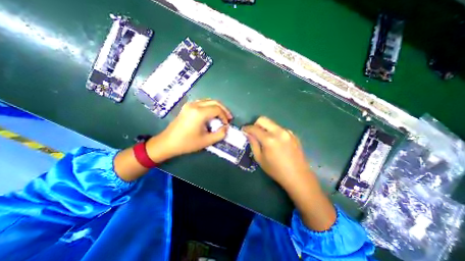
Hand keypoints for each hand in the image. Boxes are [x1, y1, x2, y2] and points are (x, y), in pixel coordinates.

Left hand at [146, 99, 231, 161]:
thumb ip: (220, 134)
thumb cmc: (187, 143)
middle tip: (228, 118)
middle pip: (214, 102)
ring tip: (221, 116)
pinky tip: (212, 114)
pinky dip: (210, 107)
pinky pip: (202, 102)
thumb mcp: (206, 141)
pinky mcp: (187, 107)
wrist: (167, 143)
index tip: (226, 125)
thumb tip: (226, 127)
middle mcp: (195, 105)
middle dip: (223, 109)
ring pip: (208, 101)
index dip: (224, 116)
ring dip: (217, 107)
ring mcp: (190, 105)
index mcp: (199, 113)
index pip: (217, 109)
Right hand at [242, 117, 309, 188]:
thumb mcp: (260, 159)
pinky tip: (275, 142)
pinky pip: (279, 128)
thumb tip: (248, 134)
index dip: (246, 128)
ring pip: (271, 123)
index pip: (254, 128)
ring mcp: (287, 132)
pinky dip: (273, 132)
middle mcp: (279, 132)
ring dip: (265, 128)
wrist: (298, 176)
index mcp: (269, 139)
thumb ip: (253, 144)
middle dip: (255, 124)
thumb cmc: (276, 170)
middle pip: (263, 119)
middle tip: (253, 133)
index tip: (243, 130)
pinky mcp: (292, 134)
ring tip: (264, 139)